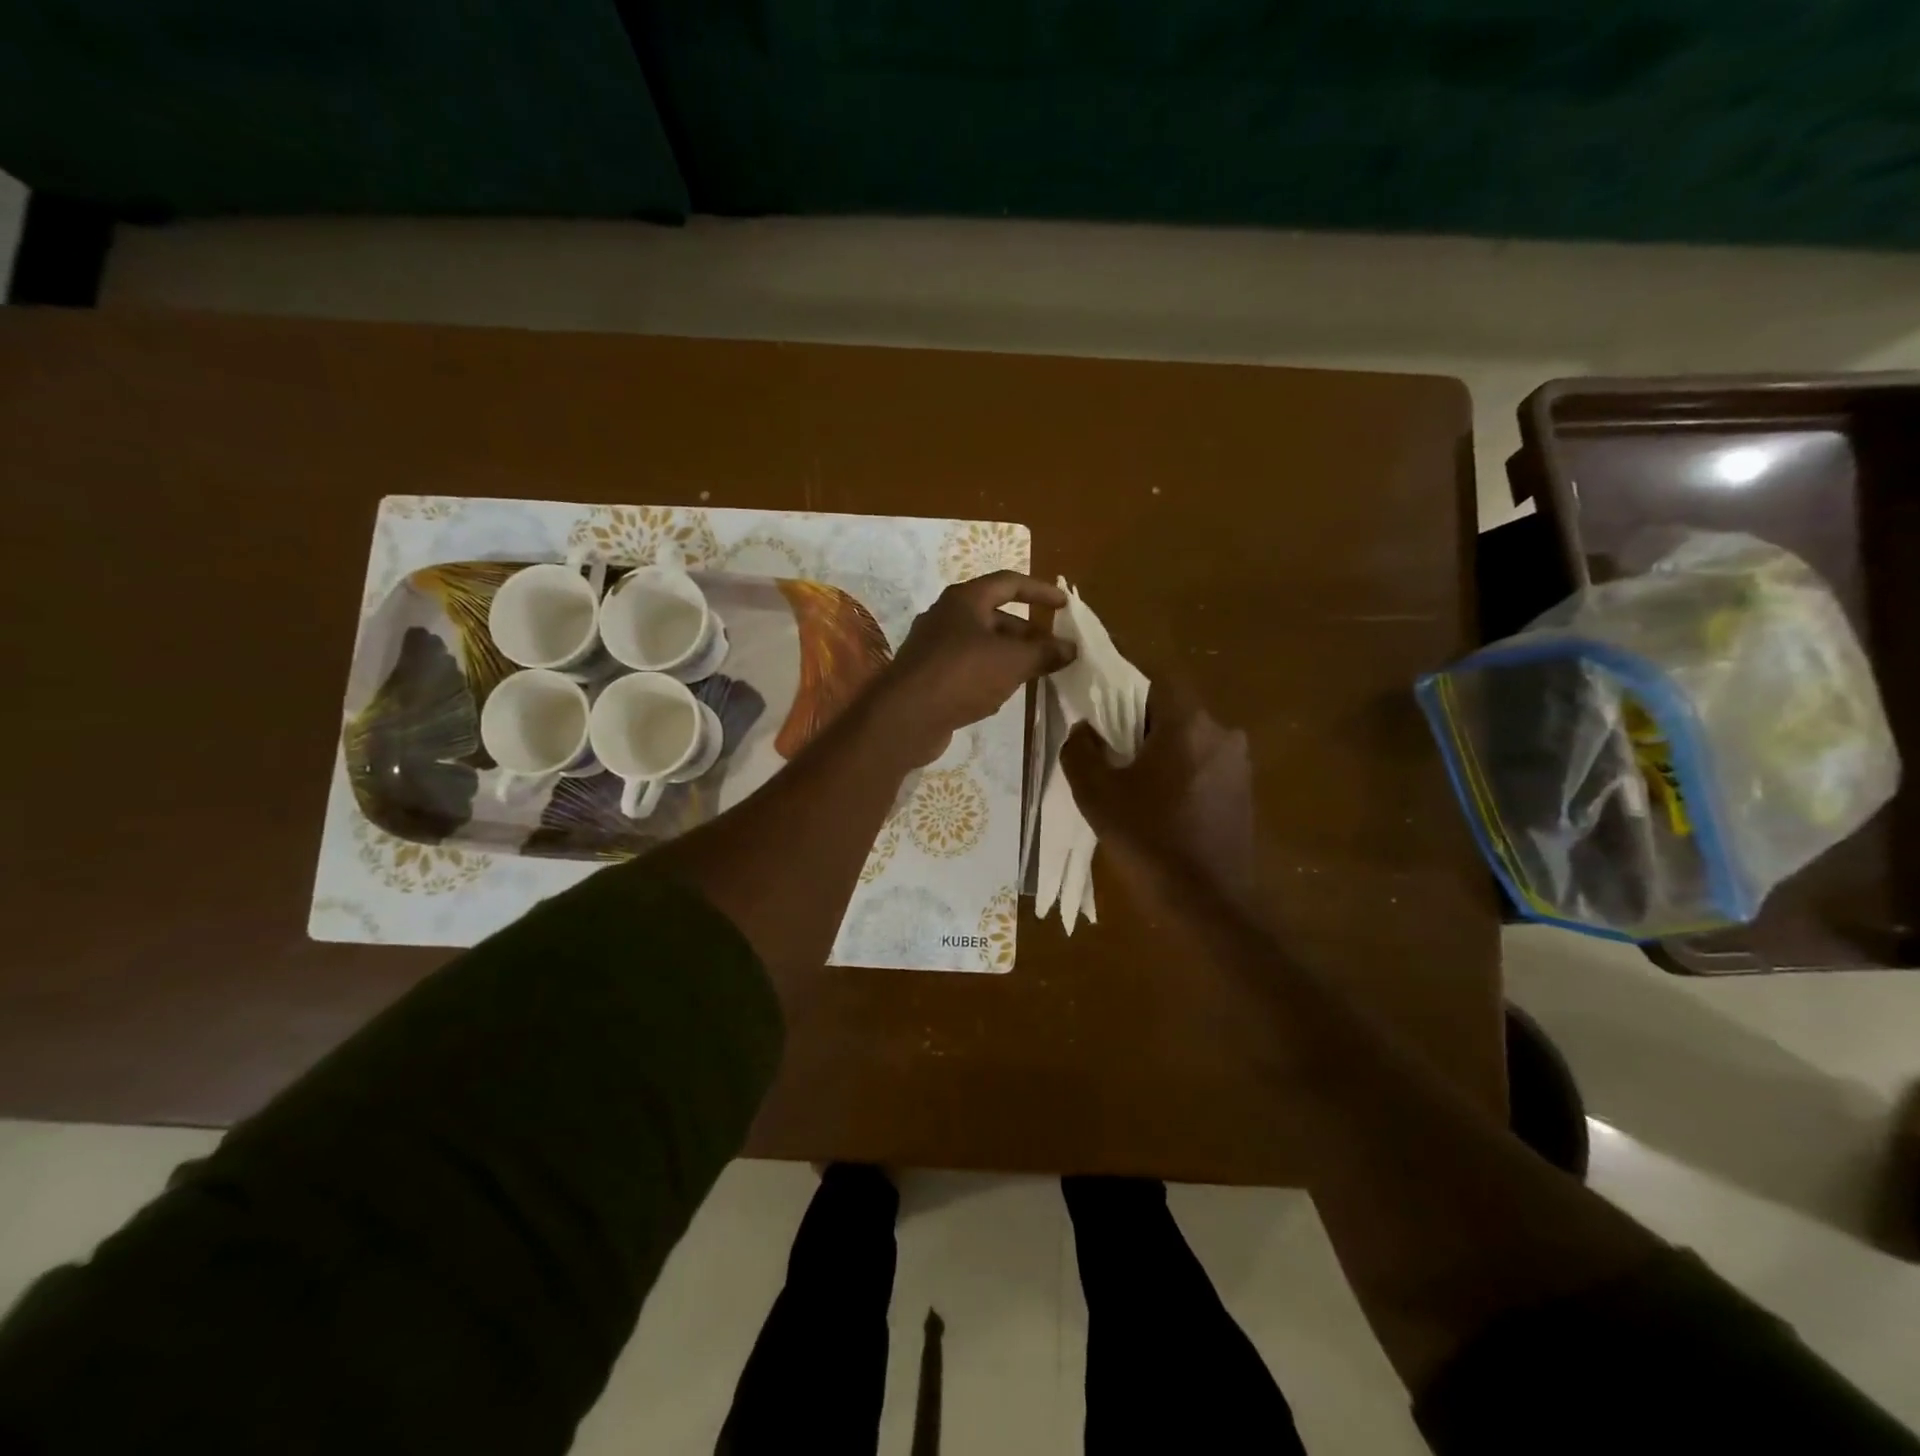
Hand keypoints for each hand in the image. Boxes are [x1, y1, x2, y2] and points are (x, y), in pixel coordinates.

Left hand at [872, 572, 1075, 765]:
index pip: (1009, 582)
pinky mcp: (928, 676)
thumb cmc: (962, 675)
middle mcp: (946, 616)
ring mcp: (933, 647)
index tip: (1065, 606)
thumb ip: (1044, 653)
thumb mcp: (1012, 662)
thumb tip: (1071, 648)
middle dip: (1027, 631)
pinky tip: (1002, 694)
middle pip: (995, 615)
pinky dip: (989, 674)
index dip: (1040, 591)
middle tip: (1053, 650)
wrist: (904, 717)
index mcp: (964, 600)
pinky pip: (966, 667)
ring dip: (1009, 655)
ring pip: (981, 644)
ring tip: (1035, 673)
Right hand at [1059, 672, 1254, 905]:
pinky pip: (1204, 765)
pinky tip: (1159, 804)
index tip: (1101, 700)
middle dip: (1139, 722)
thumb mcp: (1097, 795)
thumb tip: (1083, 730)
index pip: (1158, 677)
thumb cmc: (1149, 841)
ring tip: (1130, 780)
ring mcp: (1238, 765)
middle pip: (1174, 709)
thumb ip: (1081, 752)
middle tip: (1108, 746)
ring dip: (1161, 749)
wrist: (1207, 905)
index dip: (1126, 683)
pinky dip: (1180, 772)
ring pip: (1190, 739)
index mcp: (1189, 724)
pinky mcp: (1244, 794)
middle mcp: (1222, 734)